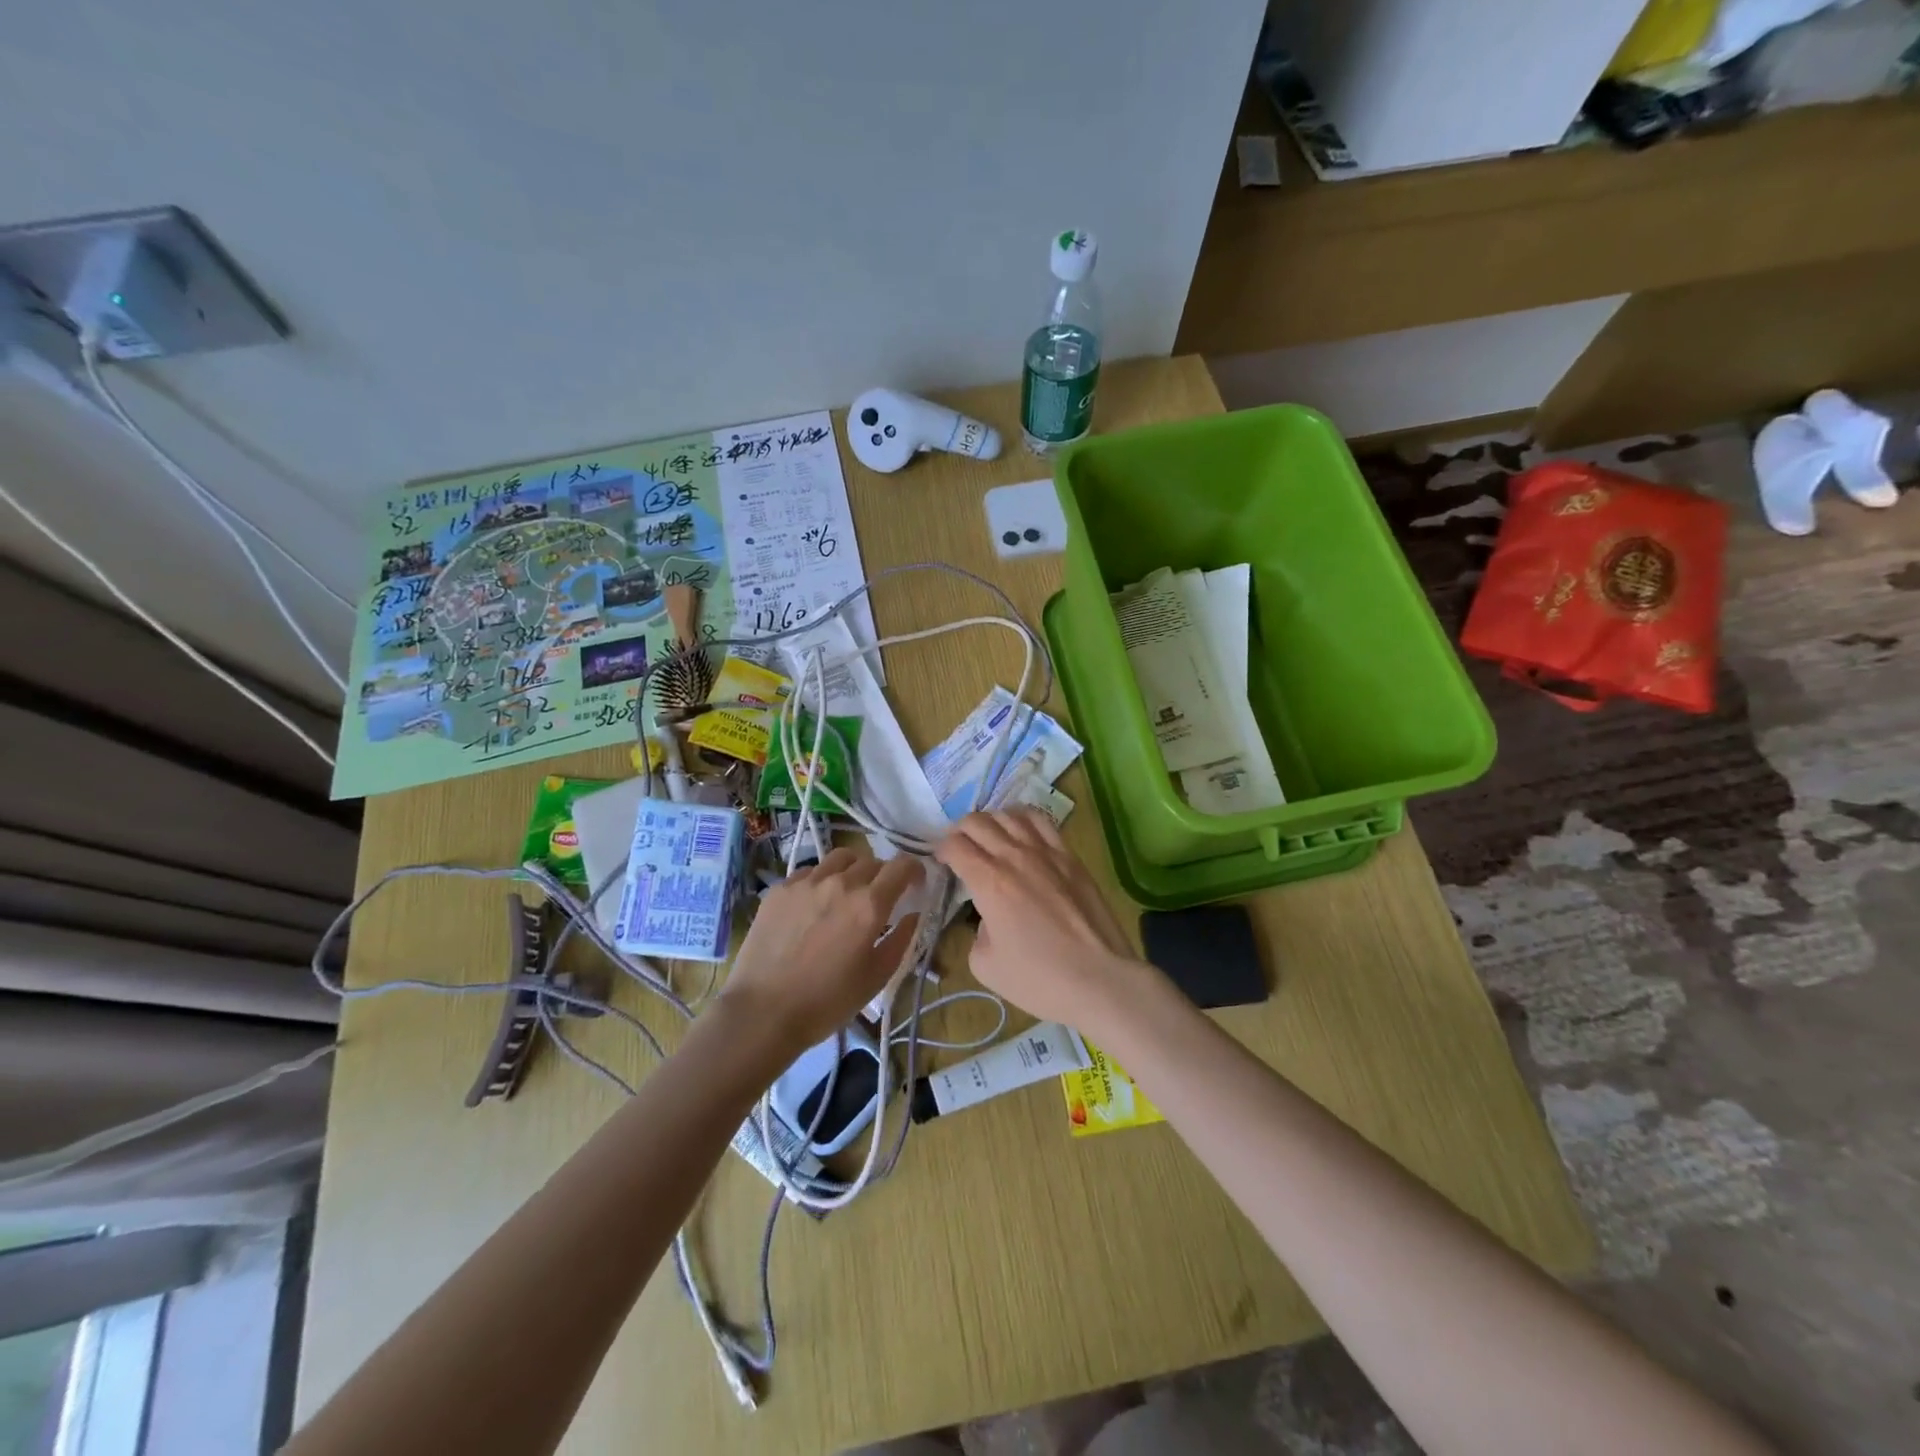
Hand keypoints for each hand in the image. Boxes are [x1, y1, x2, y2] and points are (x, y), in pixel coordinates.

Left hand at [719, 848, 922, 1051]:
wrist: (762, 1012)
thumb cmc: (827, 1001)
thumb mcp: (877, 977)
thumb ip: (901, 939)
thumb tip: (913, 914)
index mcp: (870, 904)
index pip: (902, 866)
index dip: (915, 870)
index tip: (915, 884)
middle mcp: (840, 883)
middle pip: (871, 861)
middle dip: (883, 875)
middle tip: (880, 898)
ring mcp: (807, 882)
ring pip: (840, 858)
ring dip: (853, 870)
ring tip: (848, 892)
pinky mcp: (780, 888)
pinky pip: (810, 871)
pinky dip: (822, 880)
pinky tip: (815, 904)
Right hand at [934, 810, 1146, 1032]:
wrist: (1099, 979)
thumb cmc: (1039, 979)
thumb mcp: (985, 965)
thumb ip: (977, 931)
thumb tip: (989, 915)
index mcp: (989, 882)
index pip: (955, 845)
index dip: (941, 850)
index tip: (942, 862)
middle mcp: (1014, 856)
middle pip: (977, 822)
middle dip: (960, 831)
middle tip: (960, 848)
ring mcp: (1046, 852)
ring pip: (1009, 814)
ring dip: (991, 821)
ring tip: (989, 837)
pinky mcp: (1070, 856)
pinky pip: (1042, 822)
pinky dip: (1023, 819)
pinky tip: (1021, 830)